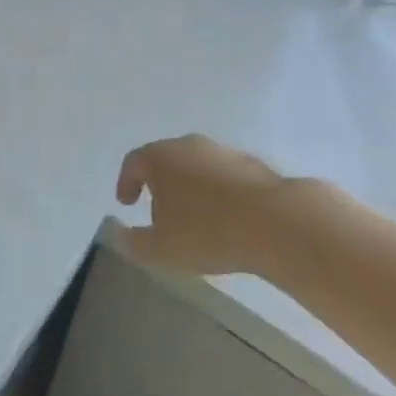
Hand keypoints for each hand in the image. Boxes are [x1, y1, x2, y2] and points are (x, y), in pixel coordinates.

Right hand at [115, 134, 287, 274]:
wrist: (276, 222)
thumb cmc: (208, 232)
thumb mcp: (161, 249)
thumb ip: (134, 243)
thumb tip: (119, 235)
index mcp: (159, 158)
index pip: (133, 163)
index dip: (126, 182)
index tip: (126, 203)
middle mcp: (187, 145)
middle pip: (165, 160)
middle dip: (158, 185)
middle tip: (159, 213)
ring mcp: (221, 151)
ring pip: (195, 166)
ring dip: (190, 188)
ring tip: (196, 219)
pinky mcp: (251, 163)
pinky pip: (223, 176)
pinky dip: (217, 192)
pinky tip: (226, 218)